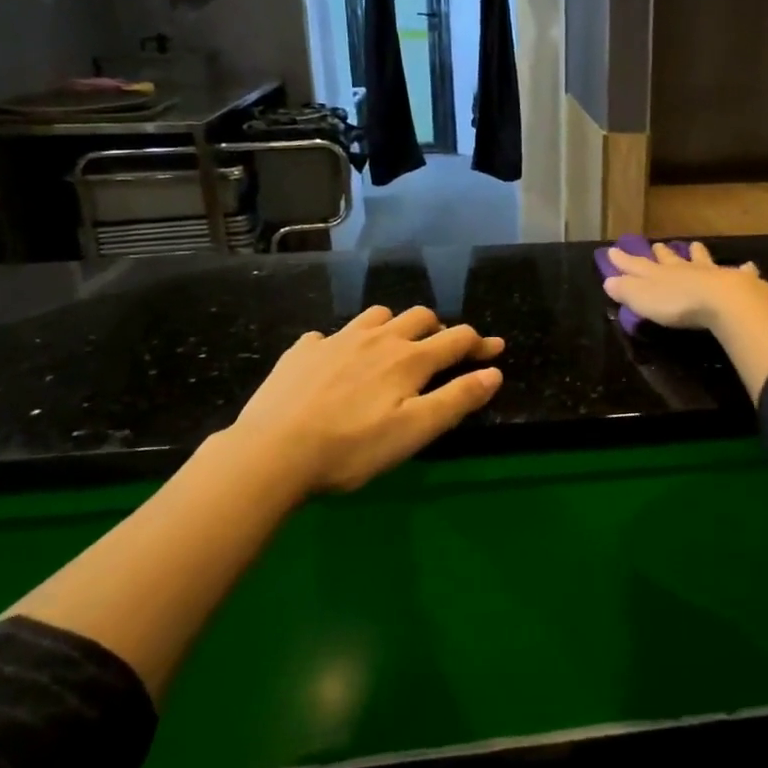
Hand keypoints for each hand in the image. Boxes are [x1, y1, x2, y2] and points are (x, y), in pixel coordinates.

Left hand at [222, 305, 503, 495]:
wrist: (272, 452)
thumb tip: (494, 372)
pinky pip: (330, 335)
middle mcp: (377, 339)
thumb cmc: (352, 448)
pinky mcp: (302, 351)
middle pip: (419, 317)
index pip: (456, 338)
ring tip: (394, 348)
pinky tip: (336, 363)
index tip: (495, 349)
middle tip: (443, 351)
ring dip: (395, 326)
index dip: (480, 343)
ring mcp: (336, 340)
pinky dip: (344, 343)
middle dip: (439, 329)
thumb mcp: (415, 431)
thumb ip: (457, 399)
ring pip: (377, 316)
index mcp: (408, 359)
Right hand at [603, 240, 767, 331]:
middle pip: (670, 260)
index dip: (624, 261)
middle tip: (657, 245)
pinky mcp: (737, 283)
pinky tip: (748, 266)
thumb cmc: (677, 303)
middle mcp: (684, 270)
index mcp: (660, 275)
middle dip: (662, 254)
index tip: (613, 251)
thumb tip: (608, 280)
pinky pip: (740, 273)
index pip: (637, 266)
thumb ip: (626, 290)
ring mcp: (711, 274)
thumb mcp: (642, 299)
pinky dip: (744, 270)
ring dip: (698, 254)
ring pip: (702, 260)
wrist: (722, 301)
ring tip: (696, 246)